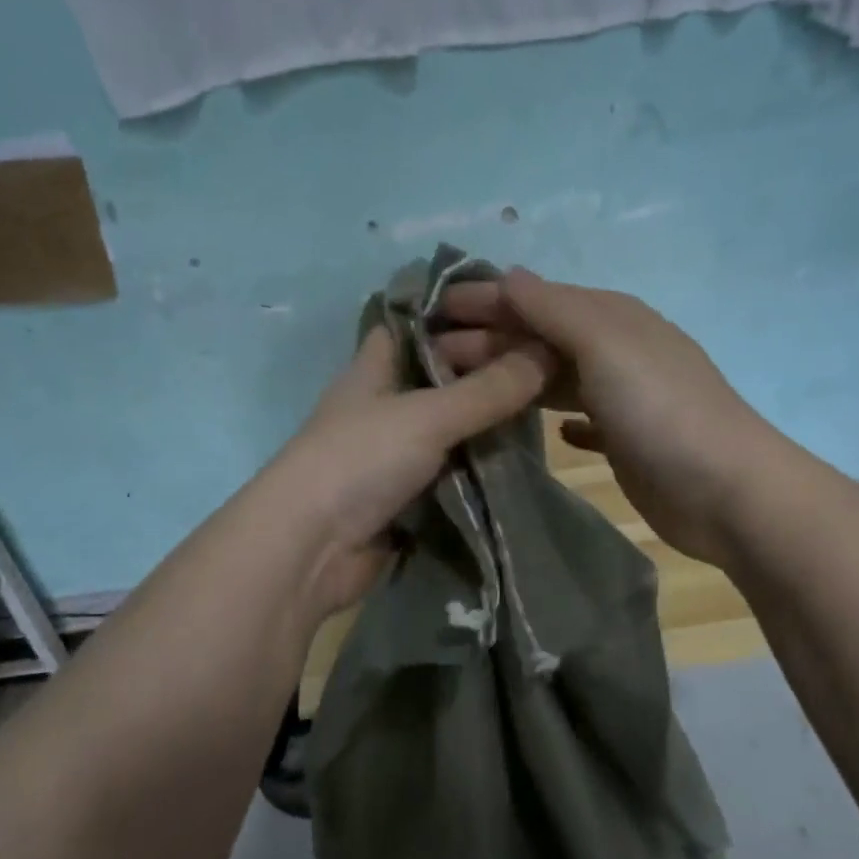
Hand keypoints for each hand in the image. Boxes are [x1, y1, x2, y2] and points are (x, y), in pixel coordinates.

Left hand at [266, 324, 550, 618]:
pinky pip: (450, 473)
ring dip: (486, 425)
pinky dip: (478, 468)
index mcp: (374, 369)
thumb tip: (548, 351)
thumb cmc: (359, 461)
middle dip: (485, 372)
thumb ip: (487, 390)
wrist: (310, 549)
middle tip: (546, 365)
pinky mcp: (403, 497)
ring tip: (546, 408)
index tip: (512, 310)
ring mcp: (391, 455)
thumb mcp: (427, 416)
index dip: (457, 314)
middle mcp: (382, 406)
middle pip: (439, 378)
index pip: (416, 325)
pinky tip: (521, 460)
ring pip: (448, 429)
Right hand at [437, 269, 766, 566]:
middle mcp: (616, 351)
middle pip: (540, 337)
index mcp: (611, 318)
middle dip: (488, 340)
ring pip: (553, 377)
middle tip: (433, 354)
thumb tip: (509, 275)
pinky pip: (579, 417)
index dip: (486, 300)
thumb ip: (554, 309)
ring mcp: (622, 397)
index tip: (434, 308)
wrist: (726, 490)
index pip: (536, 298)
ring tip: (464, 387)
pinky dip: (555, 416)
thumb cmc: (660, 409)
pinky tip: (533, 426)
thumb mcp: (605, 345)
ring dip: (511, 377)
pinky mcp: (625, 441)